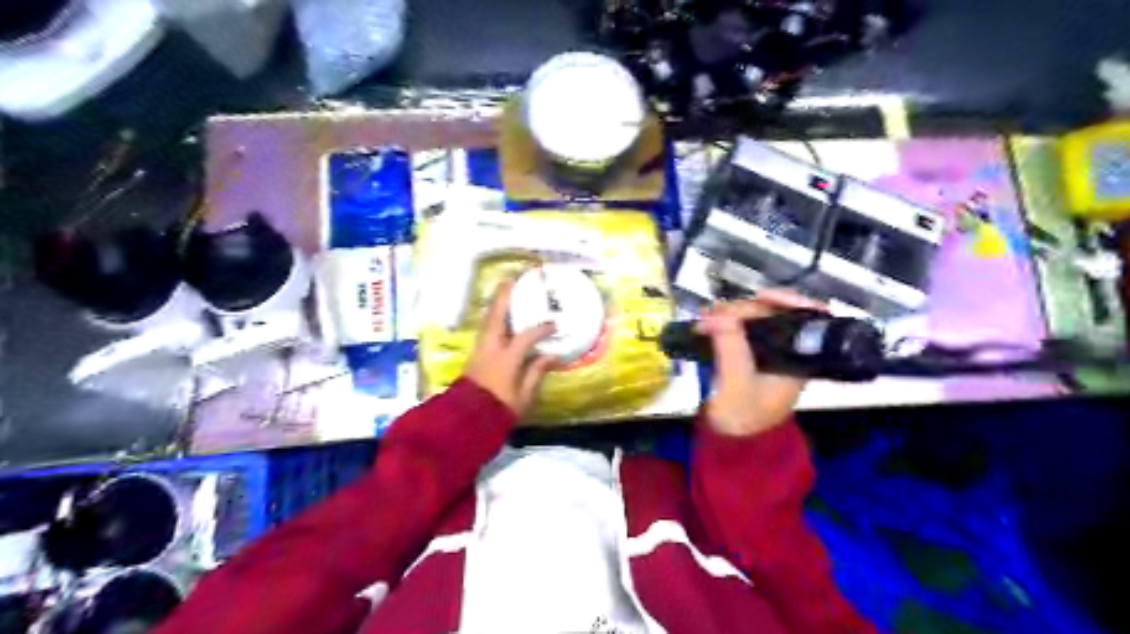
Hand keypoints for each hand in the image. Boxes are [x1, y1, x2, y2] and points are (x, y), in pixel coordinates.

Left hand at [462, 280, 556, 417]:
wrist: (467, 421)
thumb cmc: (499, 409)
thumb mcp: (524, 396)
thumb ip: (536, 373)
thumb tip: (550, 355)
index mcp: (506, 359)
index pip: (526, 336)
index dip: (541, 328)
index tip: (554, 324)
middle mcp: (490, 349)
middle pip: (496, 317)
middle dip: (504, 298)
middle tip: (511, 280)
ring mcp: (479, 350)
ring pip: (487, 321)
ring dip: (495, 304)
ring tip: (503, 290)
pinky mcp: (474, 355)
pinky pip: (484, 329)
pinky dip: (491, 317)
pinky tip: (497, 315)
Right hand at [695, 289, 827, 437]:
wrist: (730, 443)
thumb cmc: (742, 418)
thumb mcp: (737, 386)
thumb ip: (731, 349)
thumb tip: (719, 315)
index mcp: (797, 358)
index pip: (807, 318)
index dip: (789, 301)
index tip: (762, 297)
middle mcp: (786, 350)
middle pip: (775, 313)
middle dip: (746, 308)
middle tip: (716, 313)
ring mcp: (765, 351)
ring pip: (755, 318)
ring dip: (731, 313)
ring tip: (706, 318)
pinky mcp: (747, 353)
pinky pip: (739, 328)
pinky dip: (724, 322)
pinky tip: (708, 322)